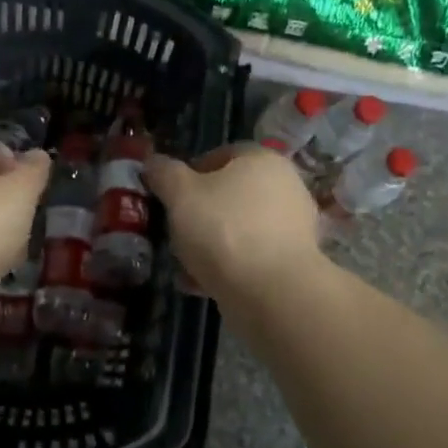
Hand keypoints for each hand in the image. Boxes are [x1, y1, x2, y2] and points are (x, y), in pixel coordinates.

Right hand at [145, 143, 323, 303]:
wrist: (272, 293)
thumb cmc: (224, 230)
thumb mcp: (180, 195)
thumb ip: (165, 174)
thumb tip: (154, 162)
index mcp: (262, 160)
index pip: (222, 154)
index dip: (192, 172)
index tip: (172, 196)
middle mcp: (285, 187)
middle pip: (231, 194)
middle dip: (201, 212)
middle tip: (176, 231)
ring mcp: (294, 227)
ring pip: (240, 228)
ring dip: (212, 243)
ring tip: (184, 264)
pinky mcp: (294, 263)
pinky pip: (252, 257)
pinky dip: (228, 266)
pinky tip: (201, 284)